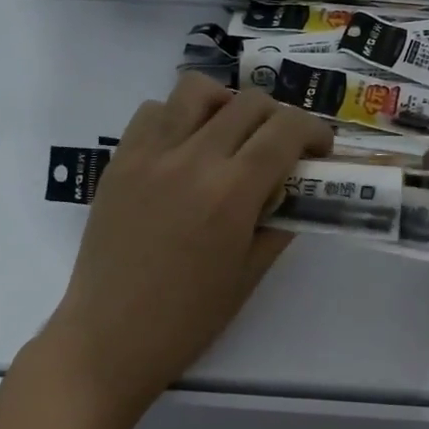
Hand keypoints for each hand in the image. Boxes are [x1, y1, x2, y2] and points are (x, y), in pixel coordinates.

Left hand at [40, 73, 332, 412]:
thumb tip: (295, 190)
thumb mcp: (249, 274)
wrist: (109, 338)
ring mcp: (149, 154)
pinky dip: (178, 117)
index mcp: (232, 193)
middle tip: (280, 147)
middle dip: (278, 117)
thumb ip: (279, 222)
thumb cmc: (187, 319)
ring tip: (228, 136)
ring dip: (226, 104)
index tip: (319, 149)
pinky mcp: (119, 160)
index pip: (286, 129)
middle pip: (249, 101)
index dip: (314, 131)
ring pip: (197, 89)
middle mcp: (192, 159)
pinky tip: (183, 150)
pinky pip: (153, 111)